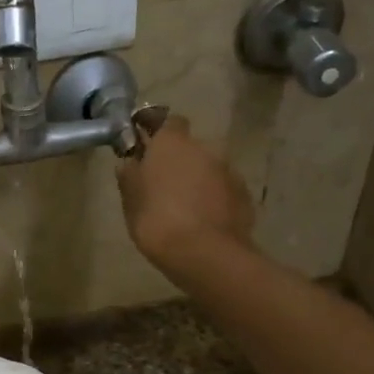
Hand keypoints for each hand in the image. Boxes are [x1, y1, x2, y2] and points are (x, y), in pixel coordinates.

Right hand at [116, 115, 254, 268]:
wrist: (204, 253)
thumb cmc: (157, 221)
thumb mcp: (131, 200)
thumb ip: (130, 176)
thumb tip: (129, 162)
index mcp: (172, 143)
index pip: (166, 120)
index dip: (156, 130)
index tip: (145, 145)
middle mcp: (204, 147)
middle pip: (189, 147)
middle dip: (177, 160)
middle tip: (161, 185)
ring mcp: (228, 170)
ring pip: (207, 168)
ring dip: (197, 180)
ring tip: (183, 207)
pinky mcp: (243, 194)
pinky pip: (222, 189)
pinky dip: (213, 198)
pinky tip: (202, 220)